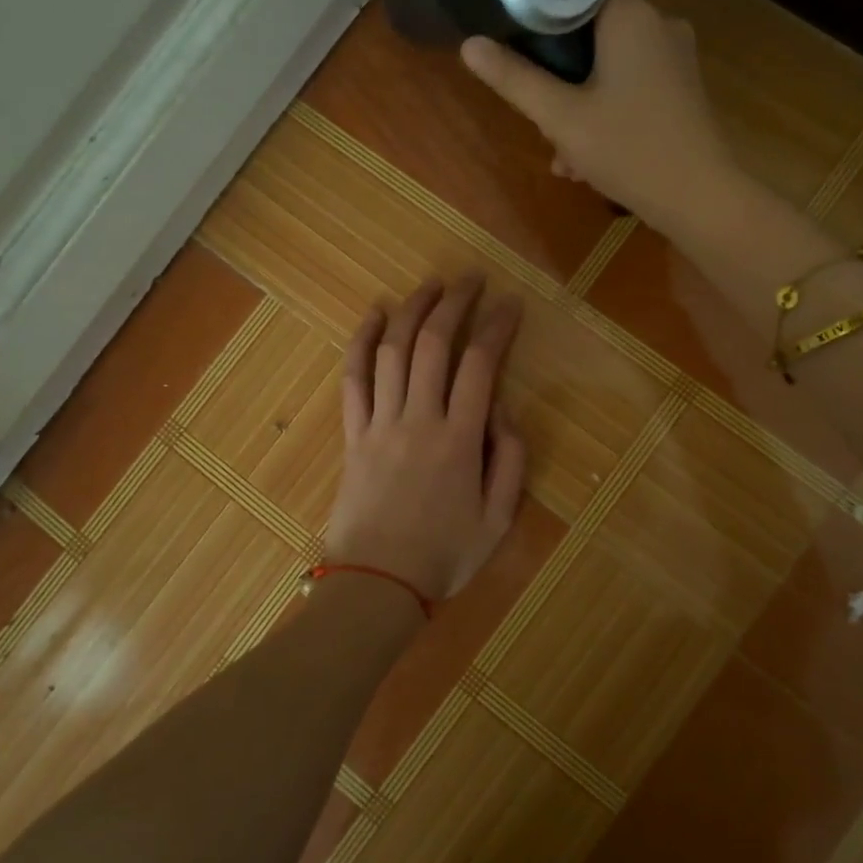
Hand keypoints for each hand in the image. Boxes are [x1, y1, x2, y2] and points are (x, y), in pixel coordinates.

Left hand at [324, 274, 527, 602]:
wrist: (377, 584)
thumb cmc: (444, 555)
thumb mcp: (499, 518)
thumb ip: (509, 460)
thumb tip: (501, 410)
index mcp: (459, 440)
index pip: (481, 365)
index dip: (497, 327)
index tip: (510, 303)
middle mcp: (419, 419)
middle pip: (434, 344)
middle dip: (454, 303)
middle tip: (470, 278)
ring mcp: (380, 423)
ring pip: (393, 351)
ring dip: (411, 310)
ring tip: (430, 285)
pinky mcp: (352, 434)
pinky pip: (353, 378)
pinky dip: (361, 341)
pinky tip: (374, 315)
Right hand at [460, 0, 736, 230]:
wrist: (699, 199)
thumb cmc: (629, 150)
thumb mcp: (561, 117)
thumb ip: (515, 79)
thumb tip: (470, 45)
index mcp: (631, 15)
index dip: (540, 7)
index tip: (514, 36)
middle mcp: (658, 24)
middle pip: (591, 30)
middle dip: (558, 74)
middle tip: (538, 115)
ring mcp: (675, 59)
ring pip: (610, 65)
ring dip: (579, 105)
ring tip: (562, 154)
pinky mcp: (682, 90)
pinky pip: (632, 87)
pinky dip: (606, 113)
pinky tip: (588, 159)